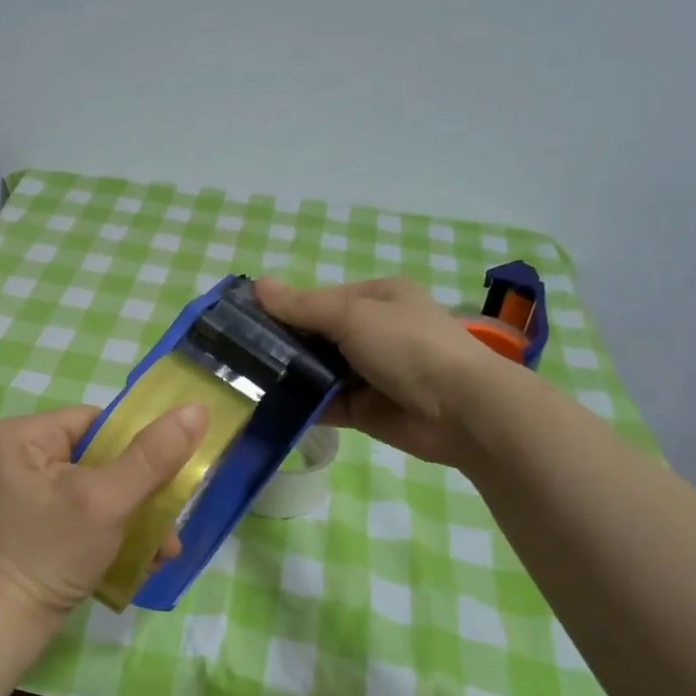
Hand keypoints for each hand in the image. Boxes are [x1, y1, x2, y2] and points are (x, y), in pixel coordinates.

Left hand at [0, 403, 208, 619]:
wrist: (4, 628)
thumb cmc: (51, 553)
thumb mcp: (108, 500)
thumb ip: (153, 456)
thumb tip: (197, 408)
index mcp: (20, 436)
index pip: (96, 423)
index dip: (136, 448)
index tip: (167, 479)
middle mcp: (15, 456)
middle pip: (100, 457)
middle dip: (141, 493)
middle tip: (170, 524)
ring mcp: (22, 492)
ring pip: (96, 488)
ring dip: (134, 517)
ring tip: (163, 550)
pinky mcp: (32, 522)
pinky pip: (82, 511)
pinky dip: (112, 530)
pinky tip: (141, 558)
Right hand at [255, 276, 506, 467]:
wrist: (461, 410)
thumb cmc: (409, 347)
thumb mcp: (353, 316)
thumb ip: (303, 306)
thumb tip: (258, 285)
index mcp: (376, 298)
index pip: (319, 299)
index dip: (283, 308)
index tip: (243, 320)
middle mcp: (372, 332)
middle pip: (316, 336)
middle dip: (281, 345)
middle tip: (234, 355)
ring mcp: (368, 372)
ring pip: (317, 371)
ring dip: (288, 376)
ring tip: (243, 382)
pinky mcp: (364, 409)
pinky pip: (325, 403)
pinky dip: (301, 405)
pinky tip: (267, 407)